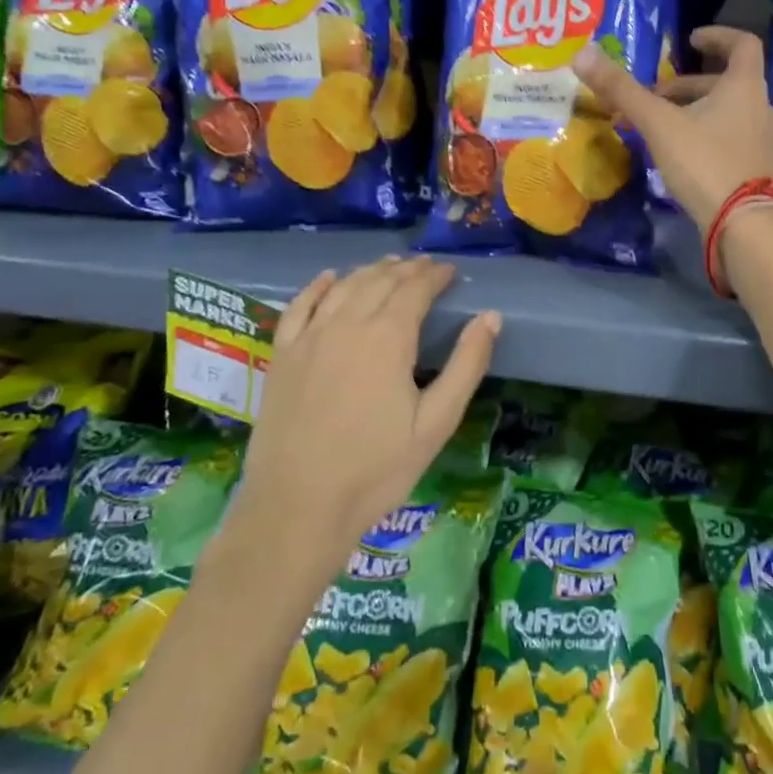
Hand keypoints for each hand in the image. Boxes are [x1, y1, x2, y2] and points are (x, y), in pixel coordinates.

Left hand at [222, 257, 499, 573]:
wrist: (297, 507)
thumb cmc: (377, 470)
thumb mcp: (436, 422)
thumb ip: (466, 365)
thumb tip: (490, 317)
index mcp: (388, 338)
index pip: (415, 289)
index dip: (435, 276)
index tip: (450, 271)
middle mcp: (346, 325)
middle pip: (380, 282)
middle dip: (407, 269)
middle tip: (425, 266)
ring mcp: (308, 338)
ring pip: (344, 287)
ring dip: (370, 271)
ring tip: (390, 266)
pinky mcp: (282, 356)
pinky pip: (299, 306)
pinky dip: (318, 286)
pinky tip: (330, 278)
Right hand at [572, 26, 772, 230]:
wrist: (742, 226)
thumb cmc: (704, 163)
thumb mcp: (658, 124)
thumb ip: (622, 90)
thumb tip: (582, 53)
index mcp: (746, 86)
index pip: (743, 44)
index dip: (717, 36)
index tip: (690, 40)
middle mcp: (762, 108)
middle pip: (726, 83)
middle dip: (688, 86)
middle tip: (653, 97)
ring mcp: (764, 141)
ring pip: (729, 112)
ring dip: (696, 111)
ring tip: (660, 128)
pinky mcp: (758, 168)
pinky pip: (732, 138)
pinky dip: (707, 135)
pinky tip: (681, 155)